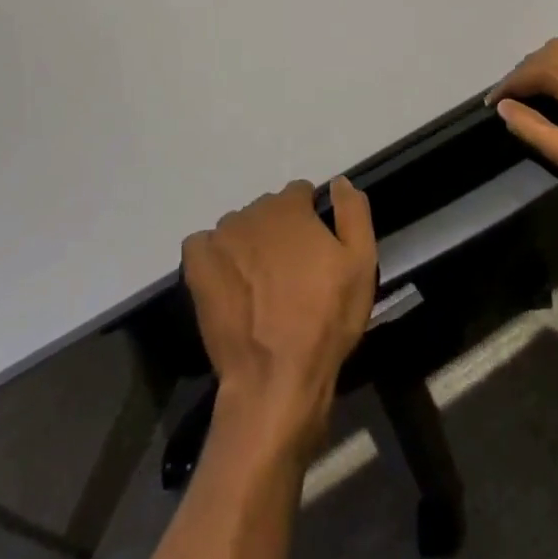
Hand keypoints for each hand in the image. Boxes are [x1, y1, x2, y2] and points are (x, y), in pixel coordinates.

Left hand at [181, 178, 376, 460]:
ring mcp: (220, 238)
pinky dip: (213, 256)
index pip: (299, 193)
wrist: (275, 377)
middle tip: (290, 271)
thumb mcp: (361, 264)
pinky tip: (227, 281)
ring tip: (259, 283)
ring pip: (237, 227)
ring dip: (248, 243)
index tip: (315, 248)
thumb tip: (338, 181)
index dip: (310, 218)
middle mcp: (251, 213)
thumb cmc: (325, 320)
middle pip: (267, 210)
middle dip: (279, 230)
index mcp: (290, 208)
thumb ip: (353, 213)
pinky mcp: (196, 266)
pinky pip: (203, 244)